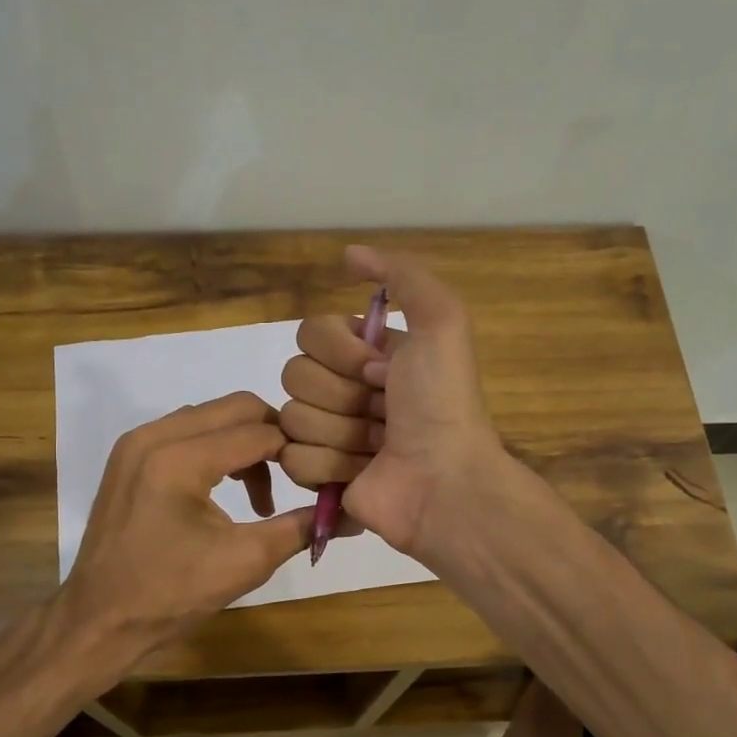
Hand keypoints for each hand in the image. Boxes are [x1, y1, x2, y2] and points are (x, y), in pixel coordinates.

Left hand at [58, 392, 312, 665]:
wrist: (99, 620)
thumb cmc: (171, 595)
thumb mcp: (245, 561)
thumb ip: (299, 527)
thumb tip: (348, 511)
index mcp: (179, 459)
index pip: (259, 432)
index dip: (297, 450)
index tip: (321, 476)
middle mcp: (153, 435)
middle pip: (235, 408)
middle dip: (273, 437)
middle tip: (296, 476)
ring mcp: (134, 443)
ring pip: (209, 417)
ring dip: (243, 443)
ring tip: (260, 496)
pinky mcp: (127, 457)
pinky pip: (185, 432)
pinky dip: (214, 449)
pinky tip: (225, 490)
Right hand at [278, 246, 503, 563]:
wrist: (445, 481)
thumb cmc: (442, 403)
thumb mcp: (441, 322)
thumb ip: (401, 275)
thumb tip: (348, 255)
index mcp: (366, 354)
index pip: (310, 334)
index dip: (341, 353)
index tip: (381, 370)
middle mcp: (343, 389)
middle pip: (294, 375)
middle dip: (342, 395)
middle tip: (383, 413)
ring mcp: (328, 434)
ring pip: (291, 418)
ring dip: (340, 433)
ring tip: (377, 446)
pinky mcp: (318, 476)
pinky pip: (291, 458)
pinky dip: (329, 465)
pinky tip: (360, 472)